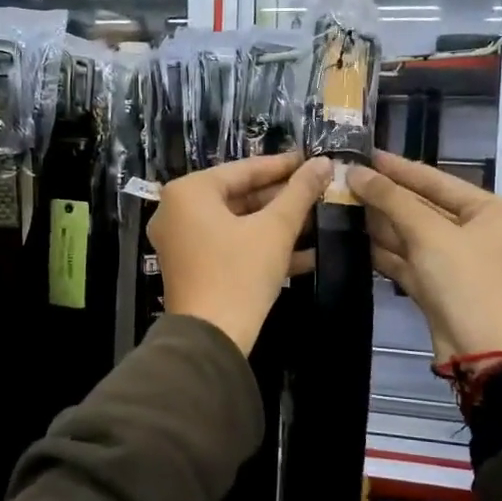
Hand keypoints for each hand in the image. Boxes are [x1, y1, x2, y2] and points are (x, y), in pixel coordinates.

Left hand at [148, 152, 331, 354]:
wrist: (210, 339)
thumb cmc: (239, 273)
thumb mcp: (275, 229)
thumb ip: (300, 192)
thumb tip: (324, 162)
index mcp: (189, 192)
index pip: (244, 169)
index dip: (283, 166)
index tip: (313, 161)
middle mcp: (177, 211)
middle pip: (239, 196)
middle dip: (282, 198)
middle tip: (319, 191)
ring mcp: (182, 242)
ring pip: (237, 223)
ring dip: (277, 224)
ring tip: (318, 218)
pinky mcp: (192, 268)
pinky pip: (230, 246)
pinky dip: (261, 247)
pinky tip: (306, 253)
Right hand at [346, 151, 501, 361]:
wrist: (480, 350)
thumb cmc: (463, 280)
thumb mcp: (428, 233)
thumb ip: (391, 199)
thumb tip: (356, 172)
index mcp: (488, 211)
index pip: (437, 180)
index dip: (399, 168)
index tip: (366, 155)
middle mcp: (476, 232)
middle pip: (424, 207)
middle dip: (386, 196)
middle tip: (347, 180)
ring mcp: (456, 262)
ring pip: (413, 234)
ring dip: (381, 223)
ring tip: (343, 204)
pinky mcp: (438, 286)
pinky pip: (408, 260)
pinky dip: (386, 251)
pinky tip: (356, 240)